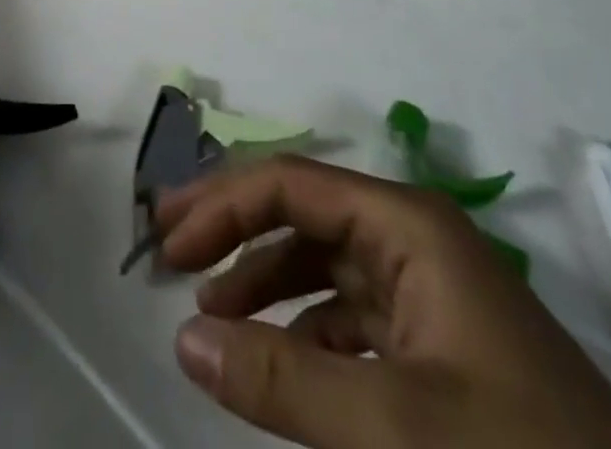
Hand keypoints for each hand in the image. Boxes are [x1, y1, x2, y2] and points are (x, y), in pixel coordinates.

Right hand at [159, 157, 610, 448]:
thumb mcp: (393, 428)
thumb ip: (282, 379)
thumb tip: (183, 336)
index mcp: (408, 226)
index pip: (292, 185)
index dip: (222, 205)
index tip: (167, 244)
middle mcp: (416, 242)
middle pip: (304, 214)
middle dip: (235, 230)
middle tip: (170, 255)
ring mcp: (432, 296)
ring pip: (325, 265)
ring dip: (265, 281)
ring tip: (213, 315)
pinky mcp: (443, 352)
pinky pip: (352, 318)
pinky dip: (306, 331)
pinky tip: (280, 362)